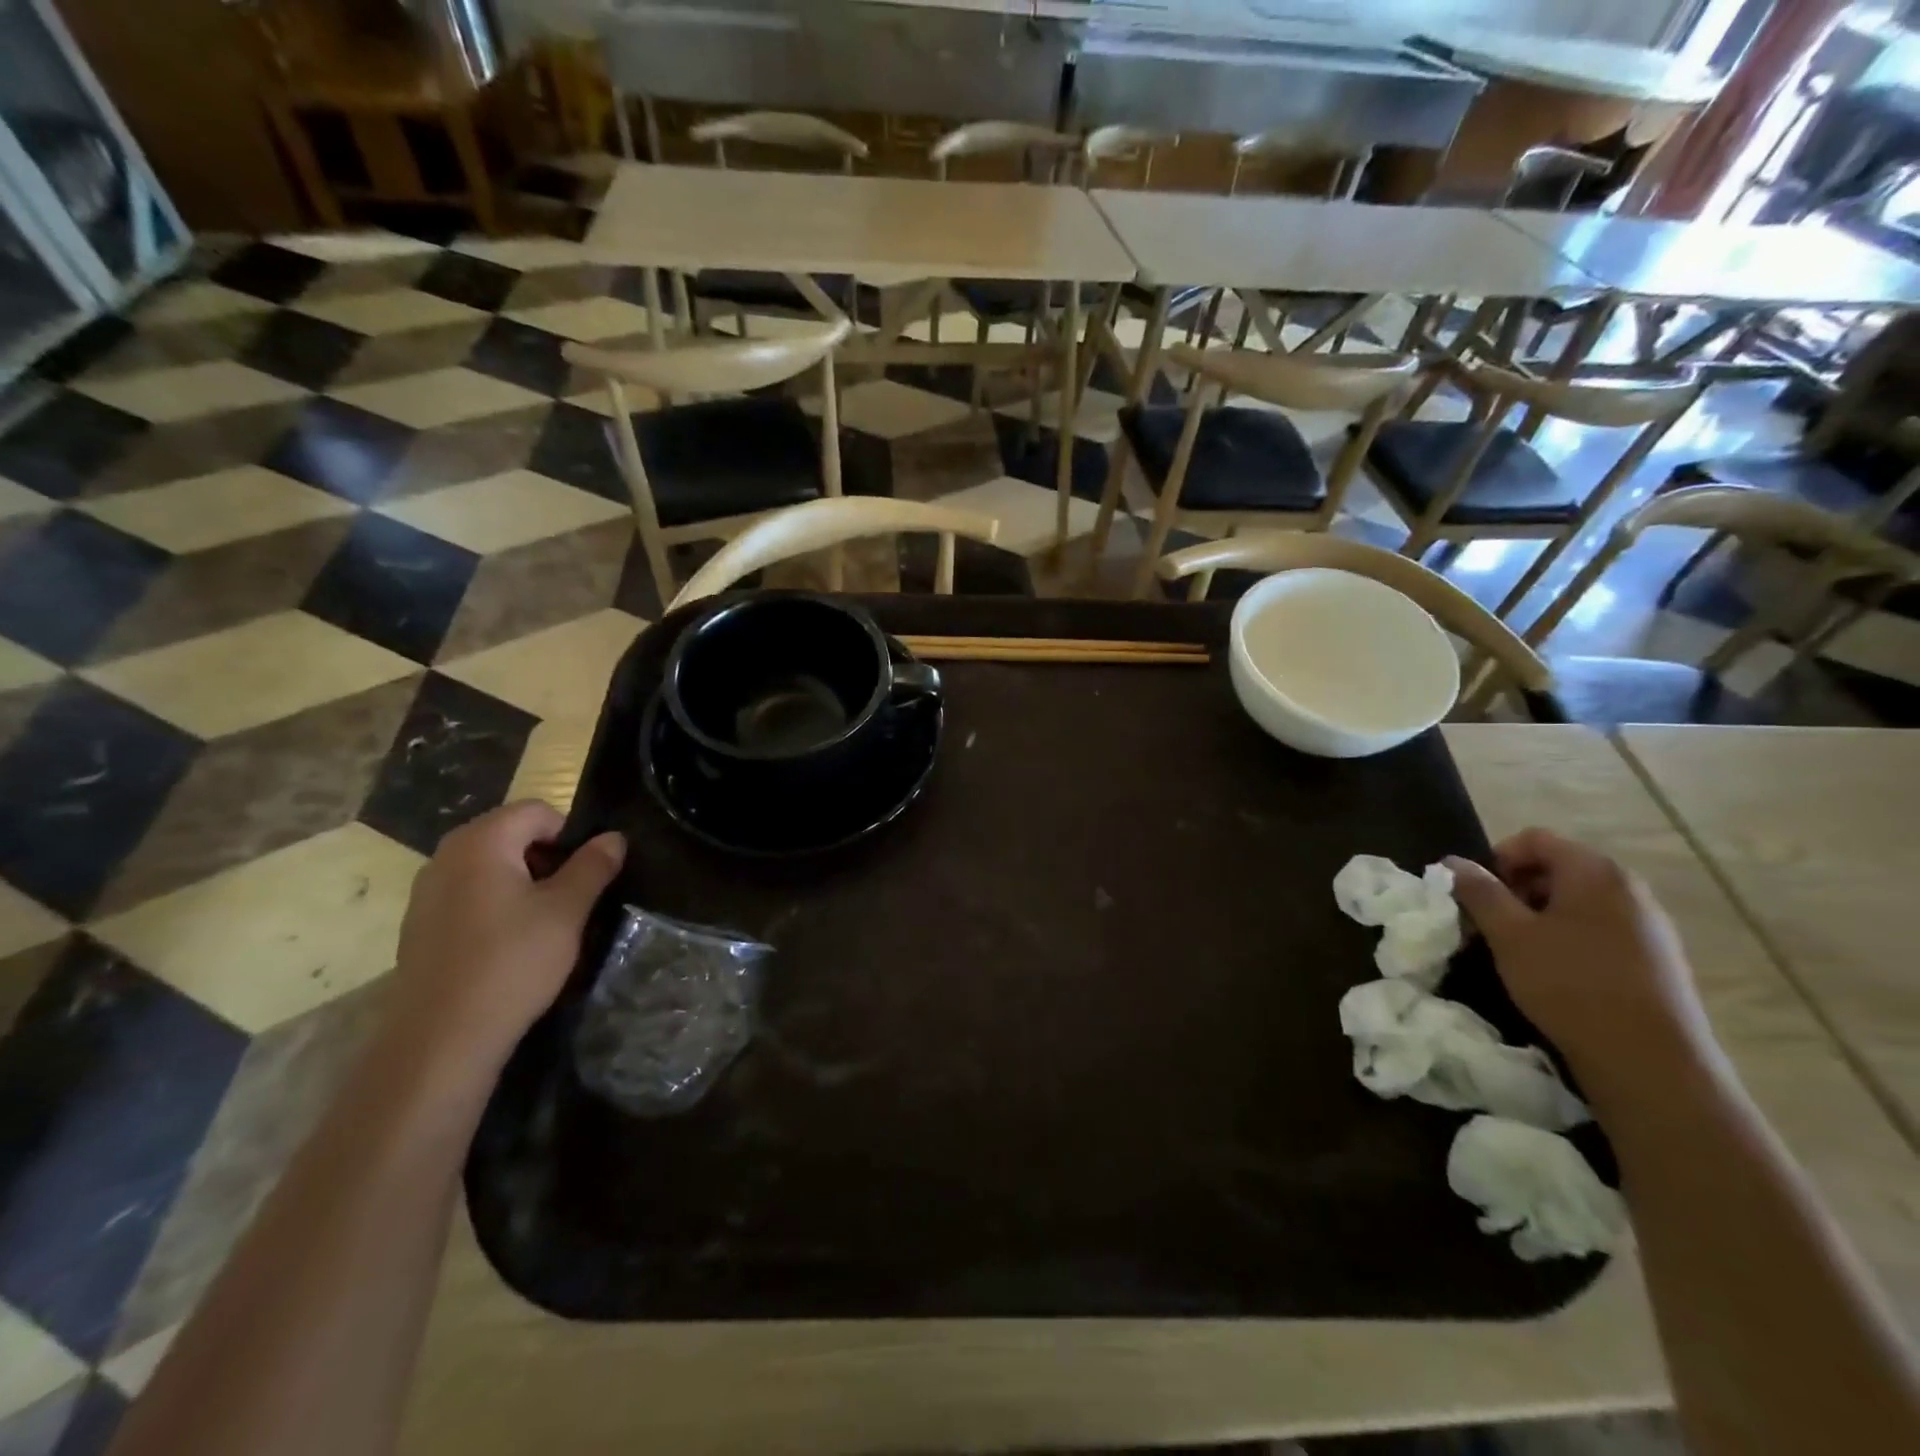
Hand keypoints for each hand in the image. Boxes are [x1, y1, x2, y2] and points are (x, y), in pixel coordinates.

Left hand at [387, 802, 624, 1075]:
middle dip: (546, 858)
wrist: (441, 1038)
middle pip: (510, 834)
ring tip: (543, 923)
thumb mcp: (567, 911)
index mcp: (481, 842)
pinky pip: (468, 894)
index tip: (585, 874)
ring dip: (522, 882)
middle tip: (569, 898)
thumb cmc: (512, 962)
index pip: (537, 811)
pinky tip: (508, 944)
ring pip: (490, 866)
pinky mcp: (420, 925)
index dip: (569, 835)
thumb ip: (593, 866)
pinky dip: (495, 905)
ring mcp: (427, 892)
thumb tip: (613, 837)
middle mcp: (446, 856)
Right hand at [1447, 829, 1715, 1091]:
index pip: (1534, 839)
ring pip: (1578, 900)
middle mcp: (1629, 887)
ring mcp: (1650, 923)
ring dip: (1540, 914)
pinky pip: (1601, 927)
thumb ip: (1478, 891)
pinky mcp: (1658, 957)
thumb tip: (1452, 862)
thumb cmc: (1569, 984)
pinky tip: (1557, 972)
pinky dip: (1569, 936)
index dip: (1496, 858)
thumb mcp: (1509, 935)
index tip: (1477, 895)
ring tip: (1520, 951)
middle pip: (1558, 867)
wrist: (1650, 1061)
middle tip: (1492, 924)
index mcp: (1594, 872)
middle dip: (1516, 888)